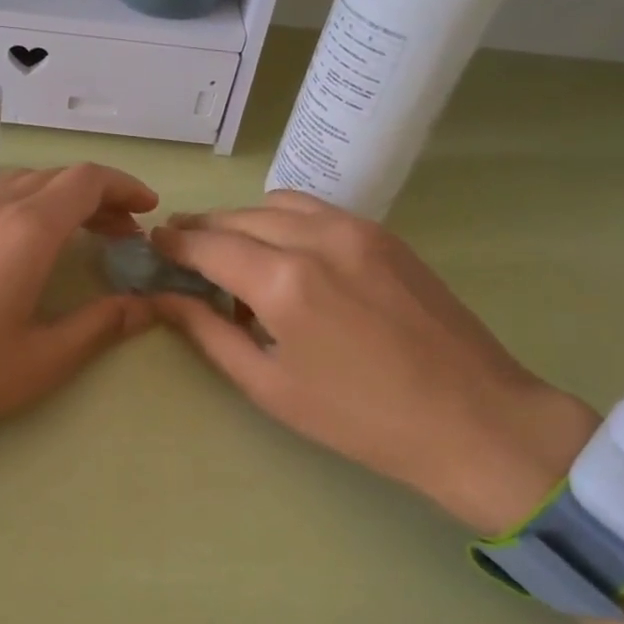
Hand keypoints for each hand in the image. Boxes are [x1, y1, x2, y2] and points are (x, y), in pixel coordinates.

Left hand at [0, 164, 157, 480]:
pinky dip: (30, 206)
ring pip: (24, 183)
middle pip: (58, 177)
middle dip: (100, 195)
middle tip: (125, 232)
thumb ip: (100, 326)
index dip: (125, 187)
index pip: (87, 180)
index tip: (149, 211)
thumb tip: (145, 306)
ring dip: (62, 198)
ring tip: (83, 234)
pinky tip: (29, 245)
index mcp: (27, 230)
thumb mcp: (43, 358)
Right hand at [150, 191, 598, 534]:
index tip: (152, 246)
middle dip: (201, 229)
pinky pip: (316, 210)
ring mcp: (356, 229)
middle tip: (180, 250)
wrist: (472, 419)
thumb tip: (166, 300)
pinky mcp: (384, 234)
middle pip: (238, 217)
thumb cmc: (359, 417)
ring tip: (229, 251)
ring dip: (242, 220)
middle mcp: (316, 238)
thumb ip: (210, 334)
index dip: (174, 243)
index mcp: (283, 281)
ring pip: (277, 204)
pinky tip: (281, 252)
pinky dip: (283, 220)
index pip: (208, 244)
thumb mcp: (269, 386)